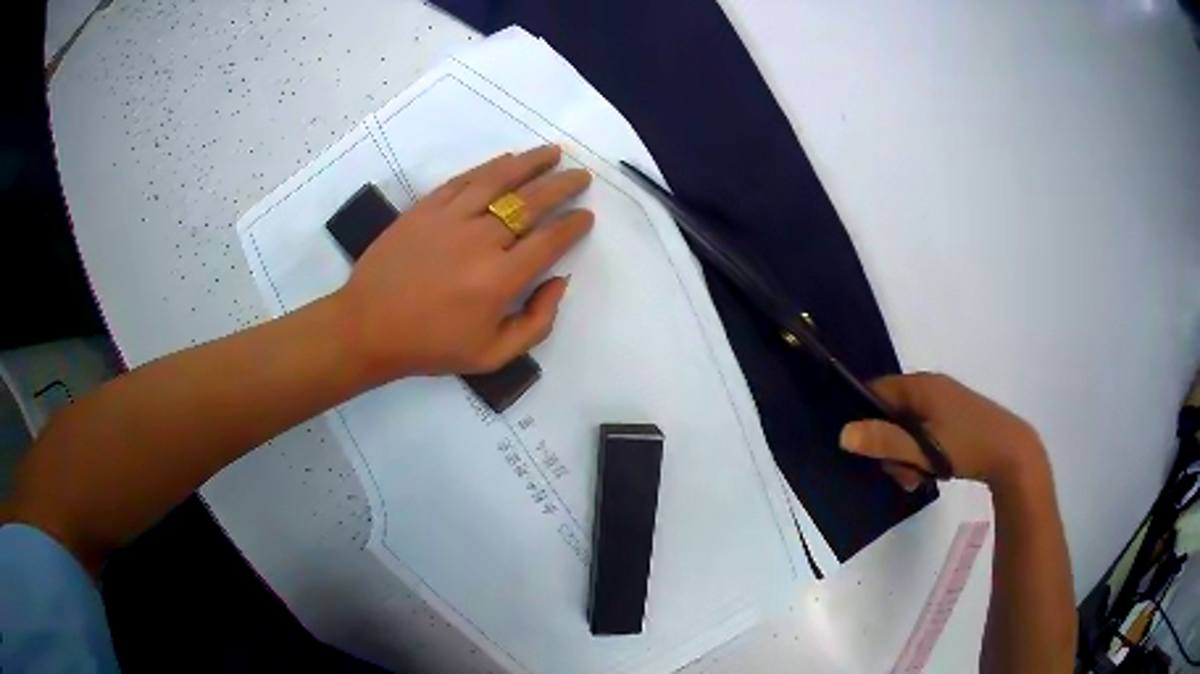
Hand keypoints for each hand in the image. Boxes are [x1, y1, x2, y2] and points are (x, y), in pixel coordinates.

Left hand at [333, 145, 592, 381]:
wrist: (368, 326)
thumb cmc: (431, 345)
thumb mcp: (493, 356)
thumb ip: (537, 323)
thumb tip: (558, 281)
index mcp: (500, 280)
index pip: (550, 241)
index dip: (574, 225)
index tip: (586, 216)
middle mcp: (481, 240)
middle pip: (532, 202)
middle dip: (563, 186)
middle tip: (580, 177)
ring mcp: (450, 218)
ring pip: (500, 179)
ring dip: (532, 163)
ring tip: (553, 152)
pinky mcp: (426, 207)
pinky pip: (465, 179)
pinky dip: (490, 167)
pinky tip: (507, 160)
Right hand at [839, 373, 1046, 490]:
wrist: (1012, 453)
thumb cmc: (967, 446)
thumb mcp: (923, 448)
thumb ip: (885, 441)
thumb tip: (843, 434)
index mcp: (922, 385)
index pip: (877, 390)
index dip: (863, 416)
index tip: (862, 448)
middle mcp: (931, 386)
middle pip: (892, 412)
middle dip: (889, 445)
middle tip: (900, 473)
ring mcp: (944, 400)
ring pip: (908, 426)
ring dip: (906, 453)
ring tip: (917, 478)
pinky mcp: (954, 416)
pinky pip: (925, 430)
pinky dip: (921, 451)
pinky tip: (929, 472)